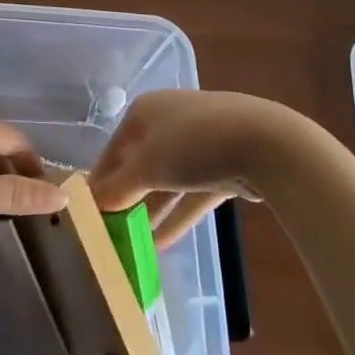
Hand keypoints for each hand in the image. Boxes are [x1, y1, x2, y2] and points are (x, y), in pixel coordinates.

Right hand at [89, 90, 300, 249]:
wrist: (265, 144)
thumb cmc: (192, 145)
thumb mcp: (145, 168)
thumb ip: (117, 189)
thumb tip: (91, 205)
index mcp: (146, 110)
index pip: (113, 148)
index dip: (100, 179)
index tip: (89, 210)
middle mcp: (170, 121)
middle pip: (141, 163)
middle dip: (128, 196)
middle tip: (111, 229)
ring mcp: (202, 143)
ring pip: (168, 181)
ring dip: (152, 210)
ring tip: (132, 243)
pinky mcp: (226, 167)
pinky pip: (193, 194)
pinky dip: (178, 216)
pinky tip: (161, 244)